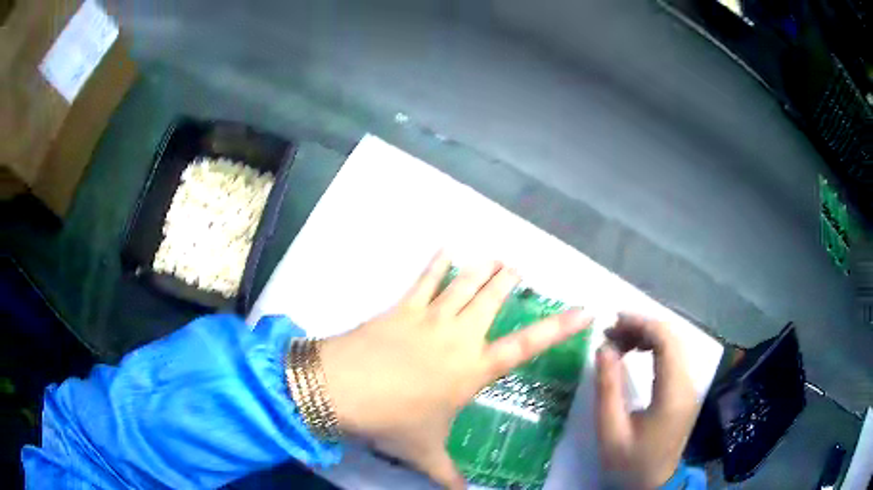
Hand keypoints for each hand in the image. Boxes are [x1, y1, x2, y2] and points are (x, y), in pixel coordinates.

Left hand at [319, 251, 591, 488]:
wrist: (341, 390)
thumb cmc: (392, 421)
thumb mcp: (425, 454)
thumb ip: (449, 478)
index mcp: (473, 369)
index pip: (527, 345)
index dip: (558, 327)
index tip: (583, 309)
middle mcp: (458, 337)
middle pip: (492, 299)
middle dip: (509, 281)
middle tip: (518, 269)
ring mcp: (429, 317)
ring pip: (465, 283)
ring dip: (482, 268)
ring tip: (495, 258)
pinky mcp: (402, 307)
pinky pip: (425, 279)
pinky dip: (438, 262)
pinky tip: (447, 248)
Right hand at [596, 314, 699, 488]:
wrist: (653, 484)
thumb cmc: (629, 462)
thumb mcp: (610, 430)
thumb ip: (607, 387)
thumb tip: (603, 347)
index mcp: (673, 393)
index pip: (667, 341)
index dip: (641, 323)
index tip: (613, 320)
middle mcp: (688, 383)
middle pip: (673, 337)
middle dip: (642, 326)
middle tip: (610, 332)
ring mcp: (690, 386)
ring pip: (675, 344)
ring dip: (648, 335)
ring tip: (619, 341)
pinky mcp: (686, 390)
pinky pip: (674, 356)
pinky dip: (655, 347)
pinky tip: (636, 352)